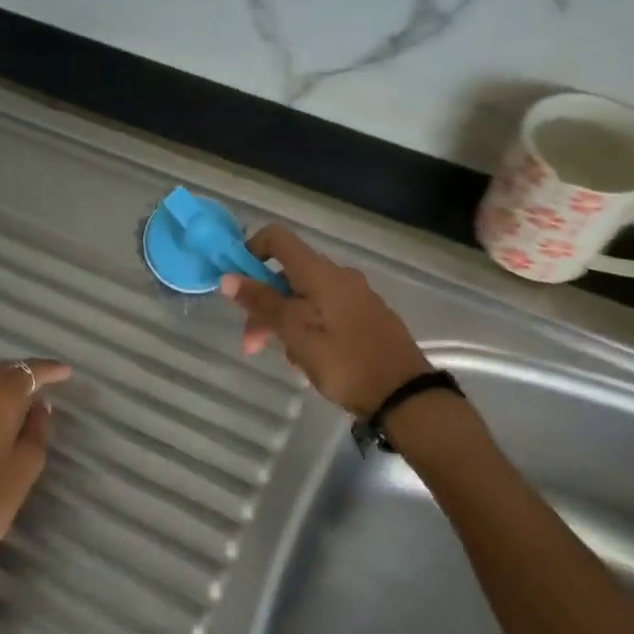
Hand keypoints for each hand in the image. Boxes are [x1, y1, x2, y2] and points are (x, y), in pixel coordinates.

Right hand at [220, 224, 430, 417]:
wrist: (404, 395)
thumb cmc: (345, 362)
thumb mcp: (296, 334)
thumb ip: (263, 303)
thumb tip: (228, 277)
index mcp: (321, 273)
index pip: (277, 238)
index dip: (251, 251)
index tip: (237, 284)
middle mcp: (339, 276)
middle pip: (288, 275)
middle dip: (264, 305)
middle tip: (252, 345)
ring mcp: (356, 296)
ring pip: (305, 298)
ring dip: (285, 324)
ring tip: (290, 362)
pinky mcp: (367, 317)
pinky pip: (325, 313)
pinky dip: (308, 330)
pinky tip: (310, 363)